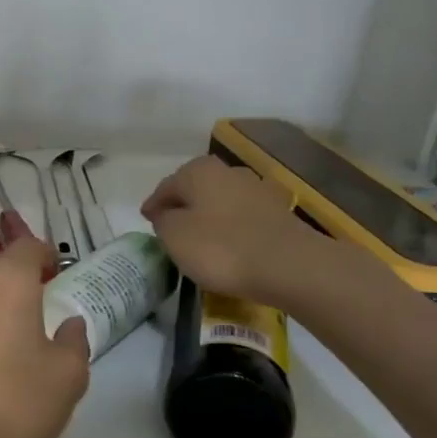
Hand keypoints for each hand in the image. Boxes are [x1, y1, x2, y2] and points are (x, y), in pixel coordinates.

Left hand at [0, 237, 90, 437]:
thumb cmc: (13, 404)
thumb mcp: (67, 377)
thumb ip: (74, 341)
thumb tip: (69, 324)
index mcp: (7, 281)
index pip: (28, 246)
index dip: (45, 255)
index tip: (56, 274)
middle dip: (17, 281)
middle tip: (36, 309)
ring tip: (7, 339)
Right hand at [140, 156, 330, 307]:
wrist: (290, 266)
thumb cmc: (220, 247)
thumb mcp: (174, 236)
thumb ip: (163, 221)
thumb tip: (167, 215)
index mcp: (199, 171)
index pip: (166, 186)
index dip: (154, 204)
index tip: (146, 220)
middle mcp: (229, 171)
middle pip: (196, 189)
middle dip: (183, 205)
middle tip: (171, 228)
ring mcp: (259, 190)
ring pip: (222, 201)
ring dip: (209, 216)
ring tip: (200, 239)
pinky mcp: (280, 213)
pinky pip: (244, 218)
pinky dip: (233, 228)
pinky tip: (229, 245)